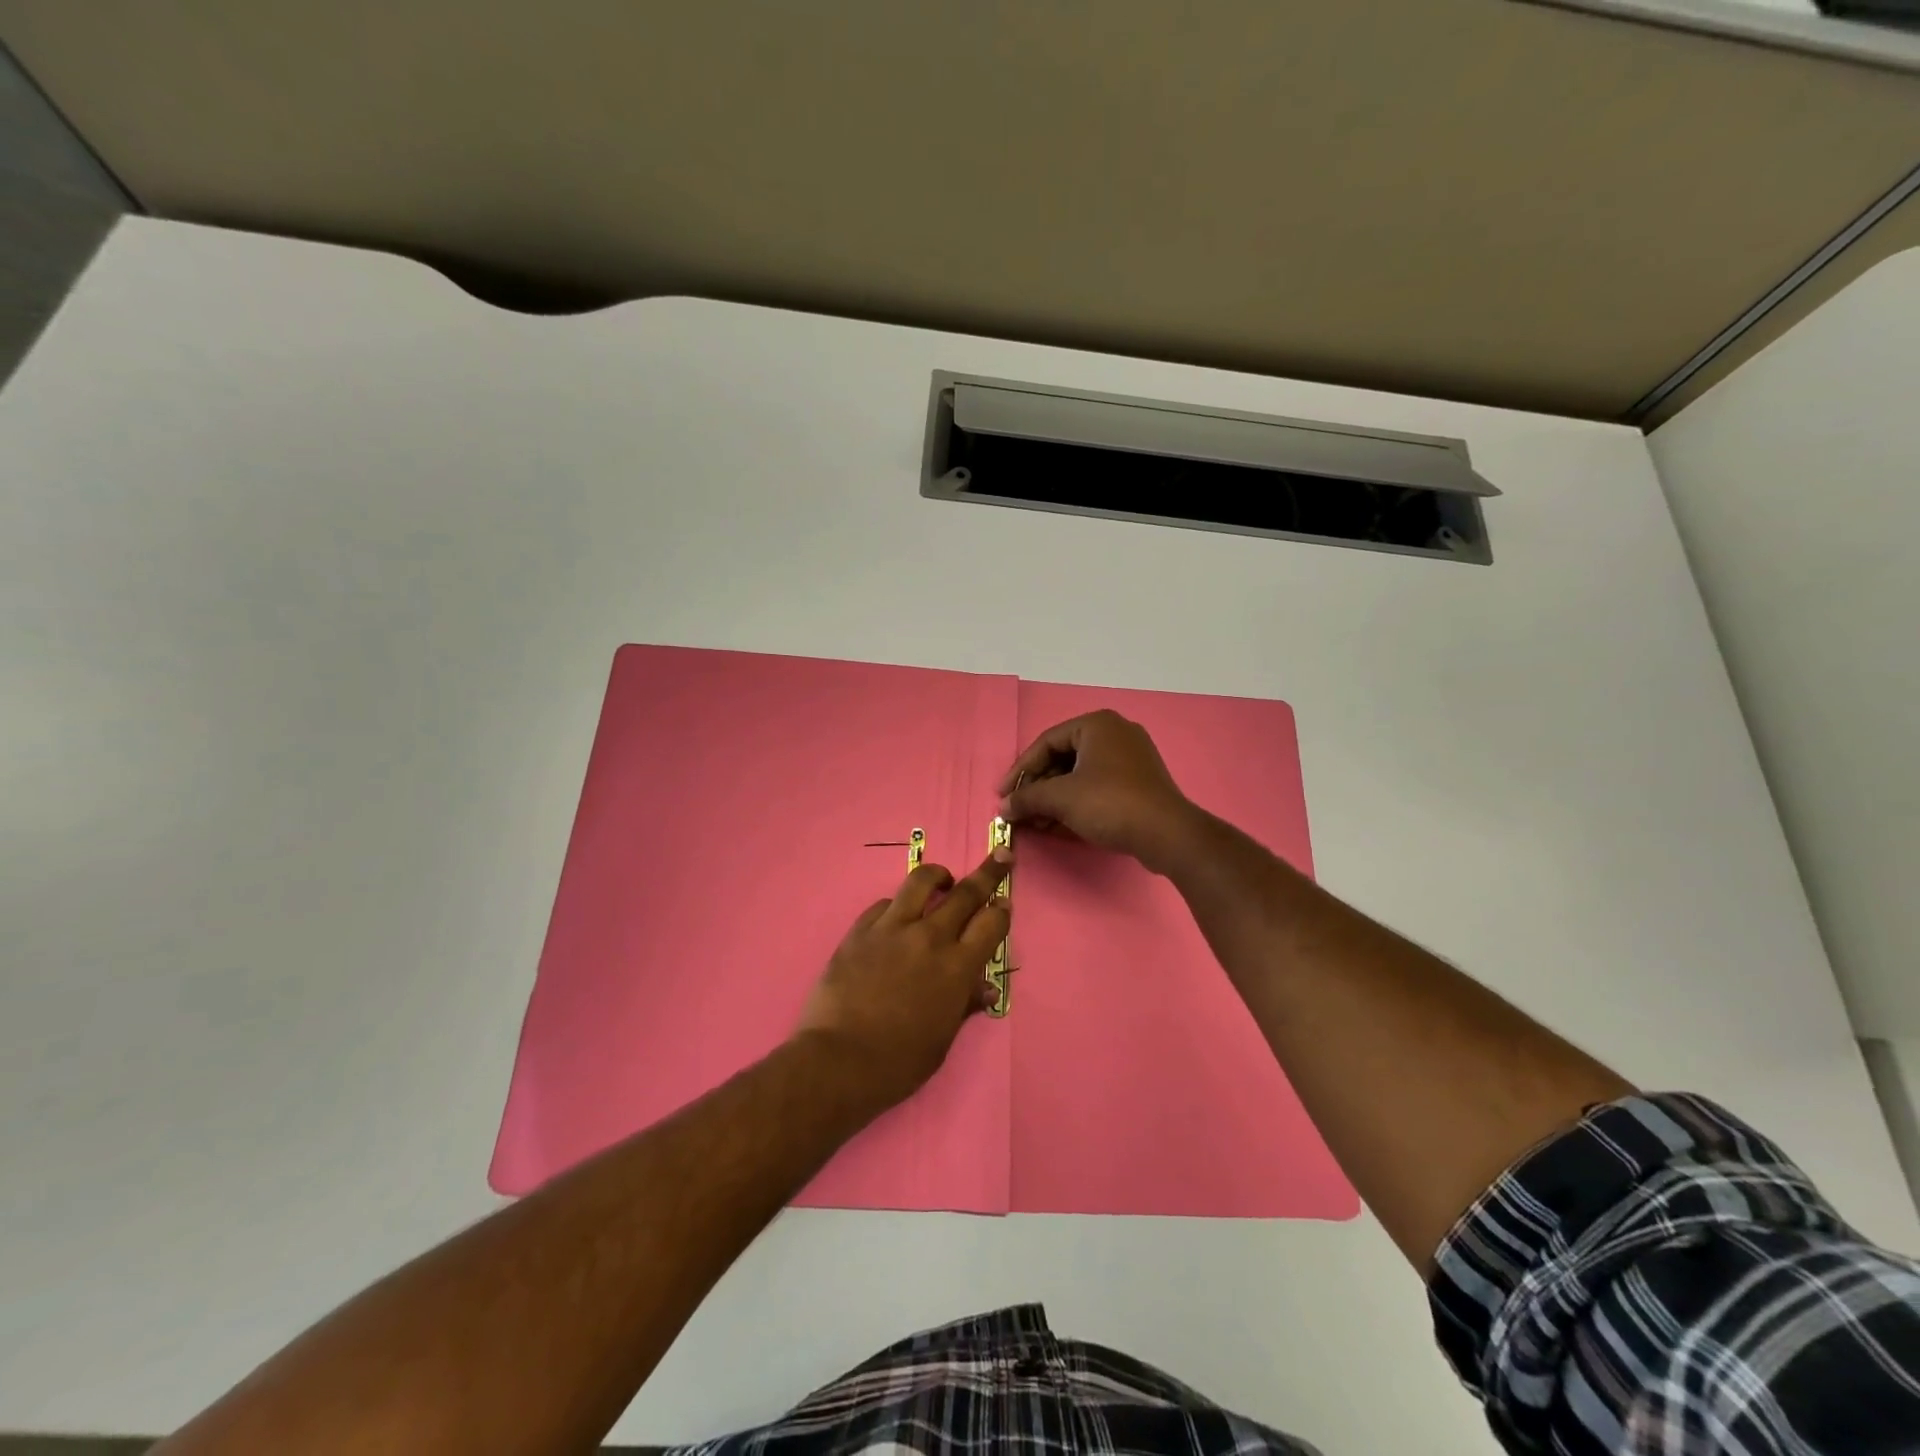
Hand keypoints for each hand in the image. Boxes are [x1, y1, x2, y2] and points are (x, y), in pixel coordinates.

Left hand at [795, 851, 1011, 1111]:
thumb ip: (964, 1005)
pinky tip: (896, 917)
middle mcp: (929, 937)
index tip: (1004, 903)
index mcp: (957, 967)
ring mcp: (892, 929)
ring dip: (938, 875)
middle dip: (988, 872)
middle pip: (966, 893)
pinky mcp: (860, 930)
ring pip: (920, 881)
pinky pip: (884, 904)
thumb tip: (985, 988)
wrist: (838, 1061)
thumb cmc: (898, 1062)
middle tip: (1000, 856)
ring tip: (943, 880)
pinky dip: (897, 905)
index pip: (991, 924)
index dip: (1002, 911)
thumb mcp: (942, 1040)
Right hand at [998, 710, 1198, 873]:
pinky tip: (1058, 823)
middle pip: (1063, 757)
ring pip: (1079, 773)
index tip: (1003, 794)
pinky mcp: (1139, 781)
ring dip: (1054, 797)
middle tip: (1019, 809)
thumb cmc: (1109, 803)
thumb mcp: (1061, 798)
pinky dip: (1076, 801)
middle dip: (1038, 787)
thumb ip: (1027, 798)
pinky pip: (1097, 784)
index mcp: (1097, 724)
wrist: (1166, 833)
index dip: (1020, 770)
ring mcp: (1131, 757)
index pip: (1046, 743)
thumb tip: (1004, 808)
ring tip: (1035, 822)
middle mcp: (1115, 732)